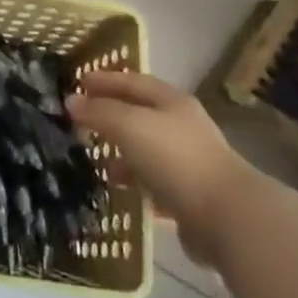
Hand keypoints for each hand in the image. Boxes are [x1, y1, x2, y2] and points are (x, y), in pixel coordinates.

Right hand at [67, 72, 248, 267]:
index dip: (106, 79)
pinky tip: (117, 188)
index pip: (133, 81)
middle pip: (140, 114)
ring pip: (146, 149)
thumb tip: (71, 101)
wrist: (226, 218)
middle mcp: (182, 126)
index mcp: (172, 101)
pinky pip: (153, 181)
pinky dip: (134, 180)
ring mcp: (188, 162)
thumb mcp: (130, 126)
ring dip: (120, 151)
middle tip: (80, 120)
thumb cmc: (175, 159)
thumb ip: (100, 112)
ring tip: (93, 158)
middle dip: (111, 115)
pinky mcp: (190, 196)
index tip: (78, 82)